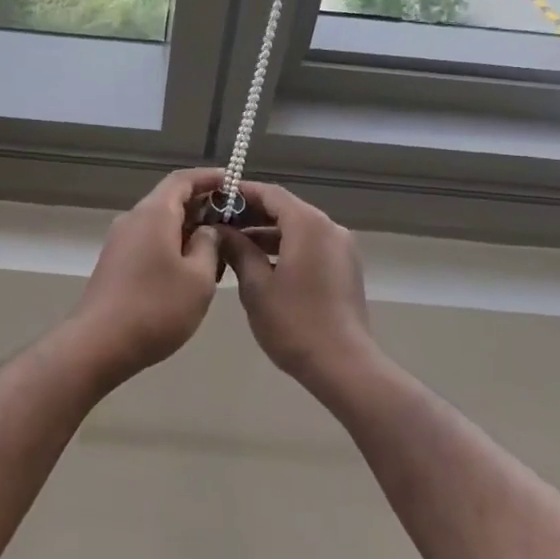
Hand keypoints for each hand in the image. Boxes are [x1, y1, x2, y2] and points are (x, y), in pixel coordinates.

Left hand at [66, 168, 225, 380]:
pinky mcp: (115, 263)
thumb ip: (209, 245)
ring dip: (188, 229)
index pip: (183, 179)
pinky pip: (149, 241)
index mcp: (154, 213)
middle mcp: (133, 219)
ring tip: (218, 249)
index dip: (209, 177)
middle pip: (170, 199)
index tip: (233, 182)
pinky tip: (190, 270)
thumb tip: (208, 230)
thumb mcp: (199, 278)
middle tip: (233, 220)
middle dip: (202, 205)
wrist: (99, 344)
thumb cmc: (156, 307)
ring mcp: (120, 241)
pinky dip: (173, 245)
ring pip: (160, 223)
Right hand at [216, 182, 380, 388]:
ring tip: (233, 245)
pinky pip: (310, 245)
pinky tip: (260, 264)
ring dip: (267, 233)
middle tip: (218, 223)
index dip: (241, 193)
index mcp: (308, 224)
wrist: (343, 365)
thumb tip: (221, 231)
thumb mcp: (256, 286)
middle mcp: (329, 228)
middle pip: (286, 209)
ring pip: (298, 229)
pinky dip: (285, 247)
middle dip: (252, 214)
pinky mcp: (344, 268)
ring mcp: (341, 248)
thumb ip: (238, 250)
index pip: (270, 193)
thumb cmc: (294, 323)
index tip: (214, 198)